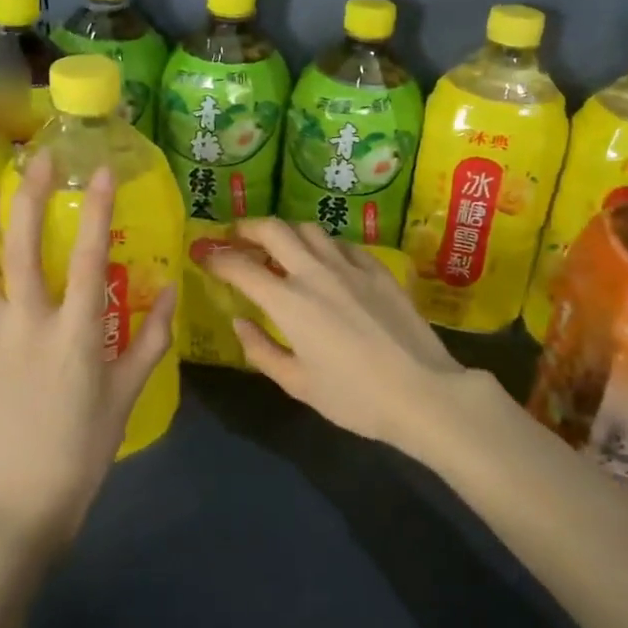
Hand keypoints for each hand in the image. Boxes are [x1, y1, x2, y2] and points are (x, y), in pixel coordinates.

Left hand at [0, 151, 175, 554]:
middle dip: (32, 196)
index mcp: (77, 337)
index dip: (96, 210)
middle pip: (25, 248)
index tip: (102, 171)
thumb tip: (174, 289)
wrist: (21, 499)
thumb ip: (152, 338)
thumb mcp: (129, 393)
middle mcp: (30, 327)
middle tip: (41, 158)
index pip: (88, 259)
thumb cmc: (85, 447)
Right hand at [202, 219, 470, 457]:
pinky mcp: (377, 269)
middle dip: (248, 228)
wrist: (423, 392)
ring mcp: (350, 266)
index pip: (241, 267)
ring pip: (310, 229)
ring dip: (286, 232)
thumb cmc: (354, 398)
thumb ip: (261, 350)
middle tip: (237, 237)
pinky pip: (343, 244)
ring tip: (279, 246)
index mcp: (289, 302)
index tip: (203, 255)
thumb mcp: (298, 384)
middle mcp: (315, 273)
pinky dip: (323, 246)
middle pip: (274, 229)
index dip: (217, 258)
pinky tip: (325, 261)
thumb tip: (239, 321)